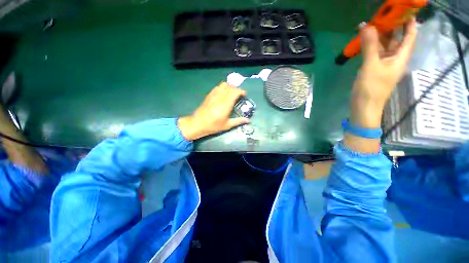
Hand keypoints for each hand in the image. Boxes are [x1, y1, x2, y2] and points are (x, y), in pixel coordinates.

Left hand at [177, 82, 249, 140]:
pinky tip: (223, 95)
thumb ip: (238, 121)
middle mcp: (220, 97)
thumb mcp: (227, 125)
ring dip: (229, 87)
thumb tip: (248, 120)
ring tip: (231, 94)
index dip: (241, 91)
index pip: (235, 91)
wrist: (198, 123)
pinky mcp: (209, 95)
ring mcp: (214, 95)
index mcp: (226, 104)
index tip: (244, 95)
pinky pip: (217, 87)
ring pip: (223, 84)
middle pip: (230, 86)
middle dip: (237, 89)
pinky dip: (223, 88)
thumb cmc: (213, 125)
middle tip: (239, 95)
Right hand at [351, 19, 416, 127]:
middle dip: (390, 26)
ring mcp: (384, 64)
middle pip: (396, 38)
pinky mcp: (374, 68)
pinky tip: (363, 41)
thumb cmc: (371, 89)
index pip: (410, 35)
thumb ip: (370, 46)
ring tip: (368, 25)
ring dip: (378, 35)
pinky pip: (375, 53)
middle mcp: (395, 58)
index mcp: (400, 57)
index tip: (401, 10)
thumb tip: (366, 26)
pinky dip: (370, 46)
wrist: (363, 107)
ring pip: (384, 45)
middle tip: (379, 15)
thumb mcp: (371, 66)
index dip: (408, 22)